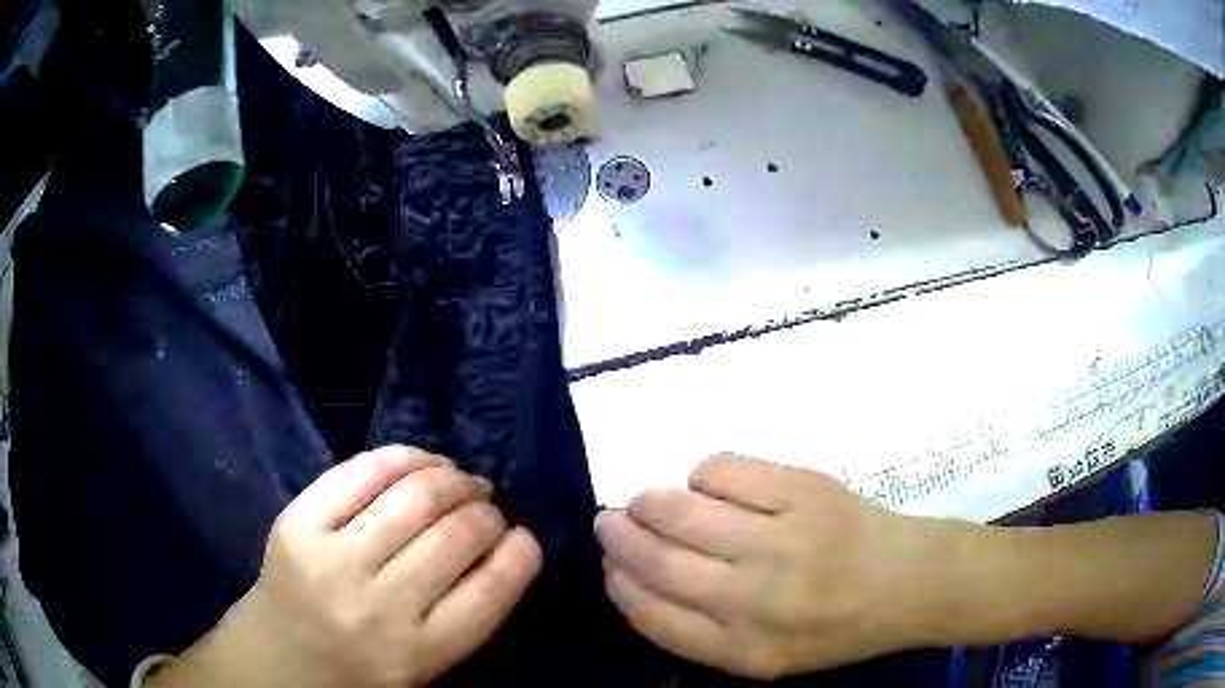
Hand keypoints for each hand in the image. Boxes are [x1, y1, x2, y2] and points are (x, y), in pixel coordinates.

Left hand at [152, 446, 542, 687]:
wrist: (277, 658)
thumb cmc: (360, 671)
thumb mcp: (425, 667)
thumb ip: (465, 616)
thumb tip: (501, 547)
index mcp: (419, 653)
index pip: (490, 592)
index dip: (520, 554)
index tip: (526, 537)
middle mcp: (379, 607)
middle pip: (455, 537)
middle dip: (487, 512)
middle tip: (489, 507)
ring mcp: (332, 559)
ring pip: (413, 497)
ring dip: (452, 478)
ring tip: (461, 481)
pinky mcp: (298, 523)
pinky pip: (360, 472)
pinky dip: (403, 458)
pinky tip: (422, 463)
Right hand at [596, 455, 931, 679]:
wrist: (909, 582)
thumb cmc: (836, 626)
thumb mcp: (767, 656)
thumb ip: (703, 631)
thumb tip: (641, 575)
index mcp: (743, 651)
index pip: (651, 615)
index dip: (618, 583)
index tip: (608, 563)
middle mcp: (755, 600)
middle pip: (658, 561)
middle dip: (619, 536)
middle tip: (609, 520)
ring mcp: (782, 540)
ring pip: (680, 510)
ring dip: (650, 502)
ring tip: (647, 501)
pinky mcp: (804, 490)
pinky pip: (722, 470)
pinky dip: (701, 475)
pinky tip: (709, 486)